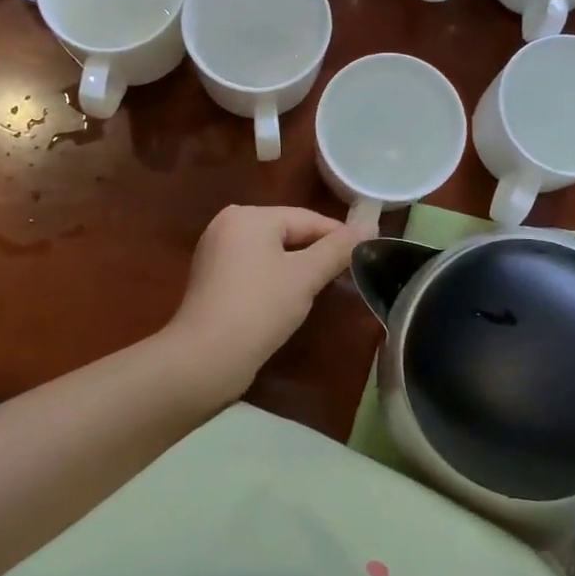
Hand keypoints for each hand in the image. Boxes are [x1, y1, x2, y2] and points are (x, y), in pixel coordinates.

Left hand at [161, 206, 365, 402]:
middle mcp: (227, 225)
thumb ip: (338, 249)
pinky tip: (289, 300)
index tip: (366, 253)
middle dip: (317, 252)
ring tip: (323, 289)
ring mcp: (215, 252)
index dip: (339, 235)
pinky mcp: (211, 279)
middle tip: (347, 274)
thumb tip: (369, 226)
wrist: (204, 360)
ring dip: (297, 267)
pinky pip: (254, 269)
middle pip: (287, 232)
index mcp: (248, 216)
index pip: (306, 218)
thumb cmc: (259, 308)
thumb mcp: (305, 276)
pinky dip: (275, 278)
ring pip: (272, 252)